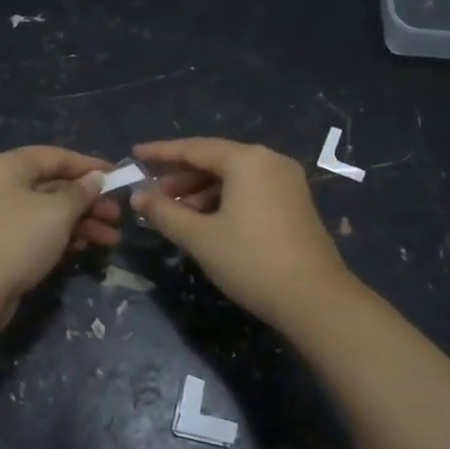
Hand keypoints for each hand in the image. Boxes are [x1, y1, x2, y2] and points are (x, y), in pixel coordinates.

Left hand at [0, 146, 120, 325]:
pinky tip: (85, 247)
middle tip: (117, 216)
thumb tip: (95, 178)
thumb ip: (80, 192)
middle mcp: (1, 185)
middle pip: (54, 185)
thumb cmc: (17, 238)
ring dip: (81, 222)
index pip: (55, 156)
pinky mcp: (2, 243)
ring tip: (111, 239)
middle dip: (89, 201)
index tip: (118, 176)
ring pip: (49, 211)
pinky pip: (39, 231)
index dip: (89, 165)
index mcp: (8, 166)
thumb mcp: (57, 212)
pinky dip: (62, 236)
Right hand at [130, 137, 355, 329]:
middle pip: (215, 161)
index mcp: (248, 160)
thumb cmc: (251, 261)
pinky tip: (205, 224)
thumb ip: (164, 212)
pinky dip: (223, 202)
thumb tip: (137, 196)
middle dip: (180, 178)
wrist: (315, 300)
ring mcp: (287, 183)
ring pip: (233, 179)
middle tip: (151, 197)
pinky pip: (250, 192)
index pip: (194, 148)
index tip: (134, 154)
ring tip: (174, 215)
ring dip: (201, 193)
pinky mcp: (294, 204)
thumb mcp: (200, 237)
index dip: (161, 152)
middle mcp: (270, 161)